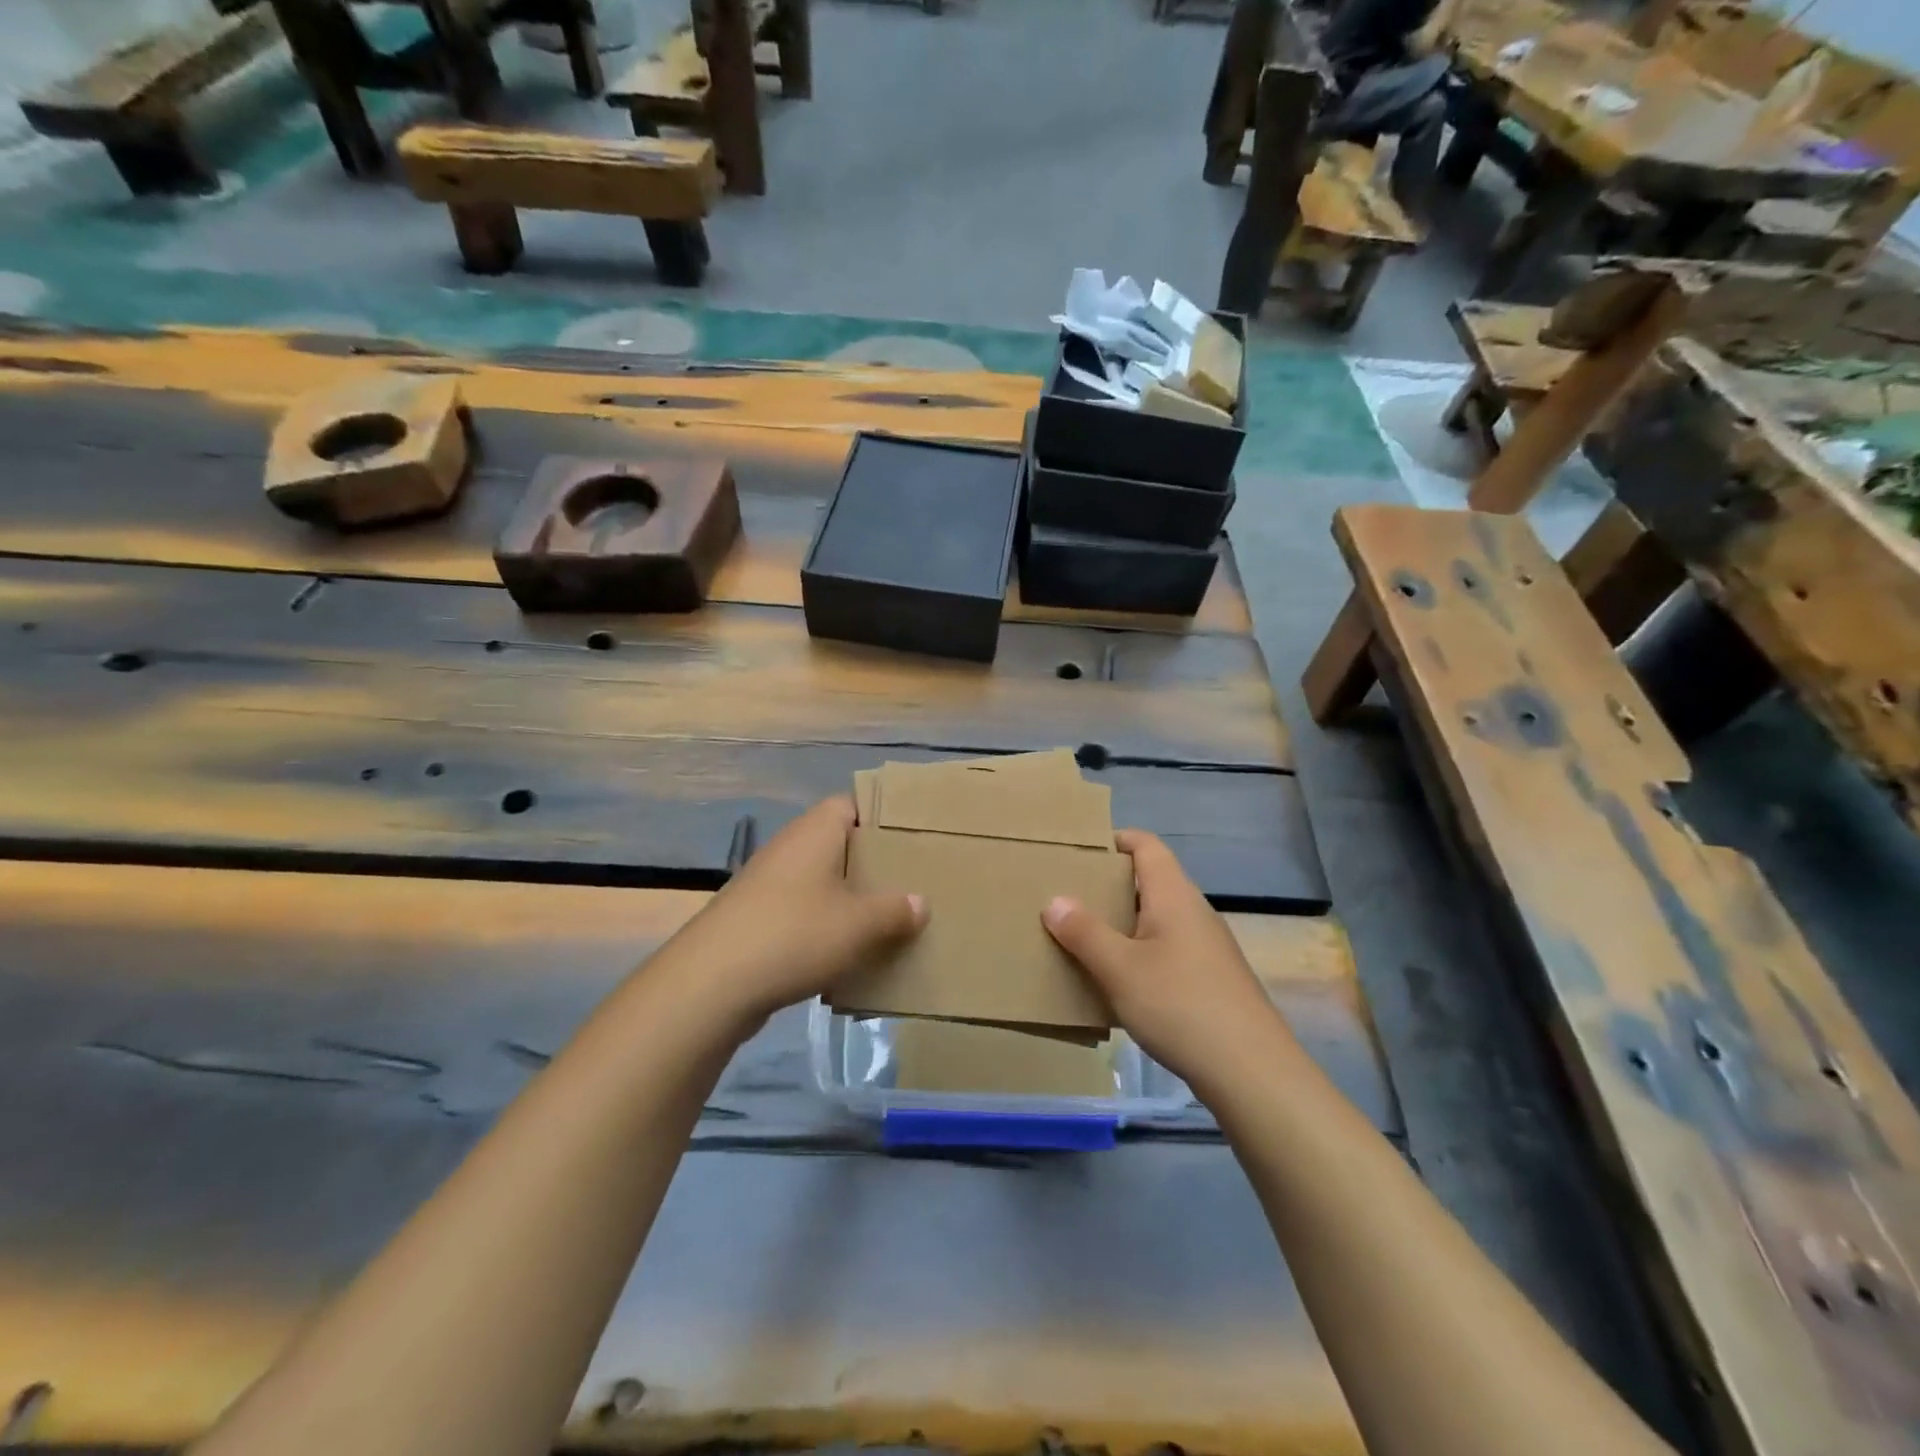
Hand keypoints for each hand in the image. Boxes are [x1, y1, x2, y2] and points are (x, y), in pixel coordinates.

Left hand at [654, 796, 926, 1035]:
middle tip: (909, 885)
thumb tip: (920, 903)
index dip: (881, 818)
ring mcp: (767, 884)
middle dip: (872, 866)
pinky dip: (824, 928)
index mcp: (815, 831)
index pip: (851, 804)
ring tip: (886, 923)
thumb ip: (896, 910)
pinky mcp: (755, 920)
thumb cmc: (794, 935)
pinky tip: (846, 956)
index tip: (911, 840)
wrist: (710, 985)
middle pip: (838, 845)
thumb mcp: (860, 924)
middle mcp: (789, 848)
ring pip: (820, 883)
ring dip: (849, 902)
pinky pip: (801, 913)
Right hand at [1042, 829, 1294, 1089]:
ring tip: (1087, 940)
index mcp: (1174, 895)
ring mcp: (1208, 946)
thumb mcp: (1120, 969)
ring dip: (1125, 923)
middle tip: (1071, 899)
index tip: (1079, 853)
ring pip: (1160, 919)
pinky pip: (1170, 949)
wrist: (1252, 1071)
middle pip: (1151, 881)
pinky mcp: (1213, 978)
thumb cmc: (1180, 1005)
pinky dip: (1142, 953)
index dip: (1115, 840)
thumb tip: (1055, 900)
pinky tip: (1122, 983)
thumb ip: (1084, 932)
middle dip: (1111, 886)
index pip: (1146, 845)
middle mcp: (1195, 911)